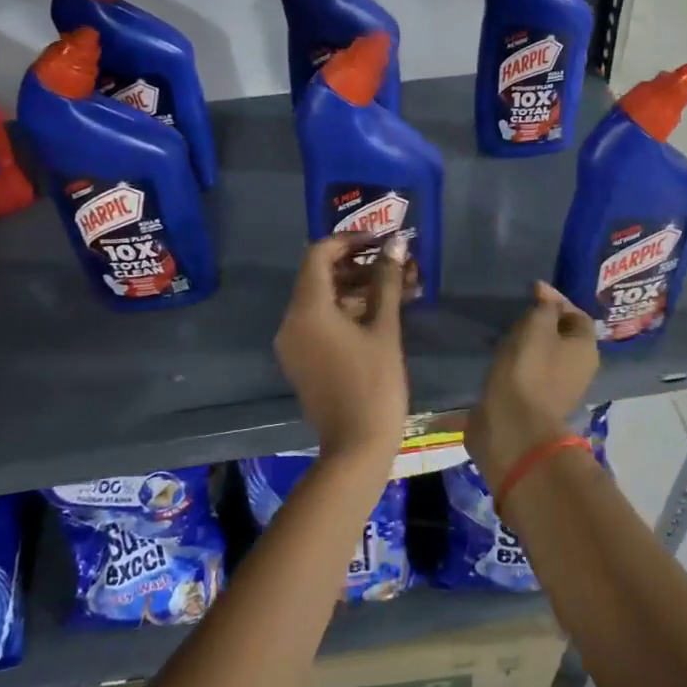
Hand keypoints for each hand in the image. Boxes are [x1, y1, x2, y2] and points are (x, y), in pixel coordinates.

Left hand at [275, 234, 408, 466]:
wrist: (356, 445)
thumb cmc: (374, 384)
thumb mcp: (384, 329)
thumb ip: (386, 281)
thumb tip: (396, 243)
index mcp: (307, 309)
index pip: (319, 255)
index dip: (349, 241)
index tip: (380, 241)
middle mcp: (290, 321)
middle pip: (319, 277)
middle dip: (358, 266)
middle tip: (394, 265)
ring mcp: (292, 343)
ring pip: (321, 301)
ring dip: (356, 289)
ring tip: (396, 288)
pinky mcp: (300, 360)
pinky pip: (318, 323)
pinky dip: (345, 312)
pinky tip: (380, 313)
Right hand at [467, 282, 598, 494]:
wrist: (512, 426)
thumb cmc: (528, 370)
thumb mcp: (536, 327)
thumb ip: (545, 307)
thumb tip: (547, 297)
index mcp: (586, 349)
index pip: (577, 314)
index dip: (556, 299)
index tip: (531, 291)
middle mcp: (580, 369)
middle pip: (564, 336)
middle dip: (543, 322)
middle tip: (518, 312)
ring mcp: (560, 389)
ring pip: (547, 356)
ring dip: (529, 343)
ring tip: (506, 333)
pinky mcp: (537, 403)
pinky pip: (532, 373)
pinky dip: (519, 362)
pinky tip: (502, 358)